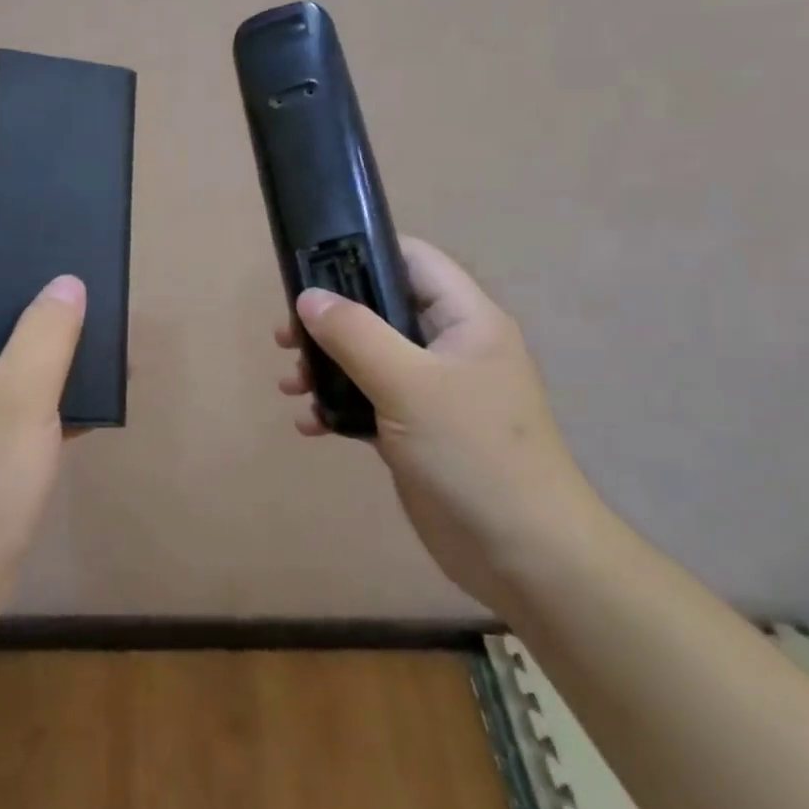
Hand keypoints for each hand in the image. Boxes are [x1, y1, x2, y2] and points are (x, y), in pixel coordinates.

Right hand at [276, 236, 601, 607]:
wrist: (522, 554)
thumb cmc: (472, 452)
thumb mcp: (408, 383)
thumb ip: (355, 334)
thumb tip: (308, 297)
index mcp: (465, 320)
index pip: (413, 260)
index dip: (364, 253)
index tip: (310, 266)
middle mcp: (449, 347)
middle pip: (381, 309)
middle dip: (330, 320)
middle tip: (286, 337)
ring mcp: (433, 391)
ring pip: (369, 358)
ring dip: (326, 366)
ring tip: (290, 383)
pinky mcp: (417, 431)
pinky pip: (369, 402)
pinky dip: (338, 406)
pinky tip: (311, 424)